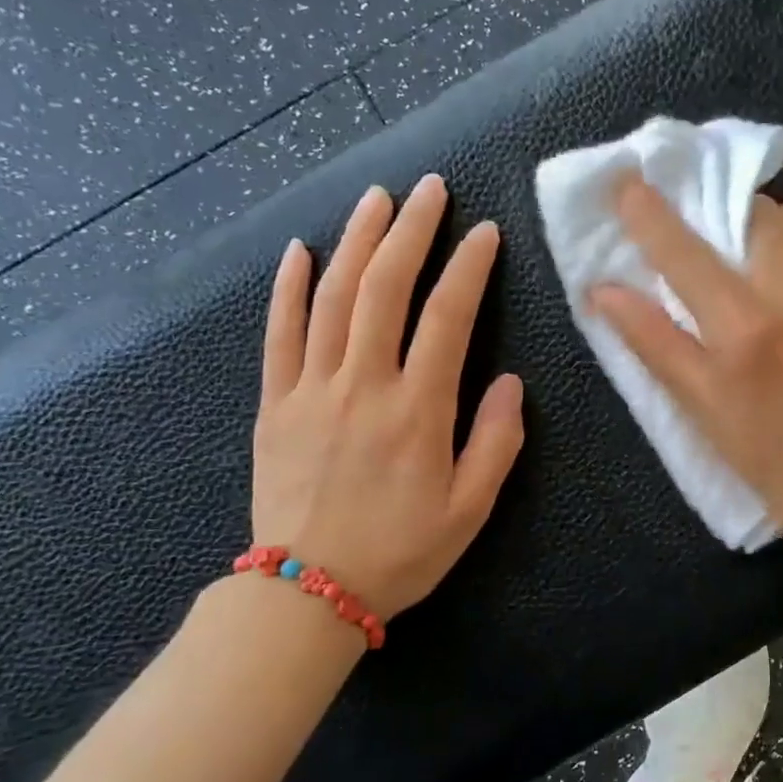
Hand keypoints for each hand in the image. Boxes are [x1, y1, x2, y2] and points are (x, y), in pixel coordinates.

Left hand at [253, 174, 524, 618]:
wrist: (307, 593)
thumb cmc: (400, 552)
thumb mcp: (470, 509)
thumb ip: (495, 441)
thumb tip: (508, 381)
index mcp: (418, 410)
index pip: (447, 317)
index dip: (468, 267)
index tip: (485, 232)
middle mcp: (364, 385)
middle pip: (384, 287)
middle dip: (411, 230)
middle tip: (430, 189)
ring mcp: (311, 388)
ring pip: (332, 297)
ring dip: (356, 240)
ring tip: (376, 198)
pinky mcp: (274, 402)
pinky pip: (279, 333)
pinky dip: (288, 287)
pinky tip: (300, 250)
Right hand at [590, 178, 782, 537]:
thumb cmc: (770, 453)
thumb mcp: (701, 407)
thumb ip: (653, 342)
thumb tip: (601, 290)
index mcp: (744, 332)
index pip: (686, 254)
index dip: (652, 215)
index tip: (630, 182)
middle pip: (756, 214)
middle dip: (732, 221)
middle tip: (728, 249)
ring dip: (782, 232)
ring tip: (780, 268)